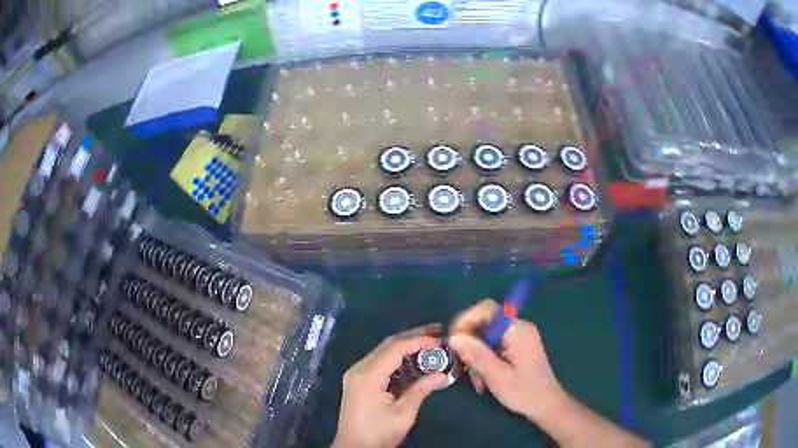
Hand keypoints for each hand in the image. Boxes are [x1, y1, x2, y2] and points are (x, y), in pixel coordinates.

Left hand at [333, 324, 447, 447]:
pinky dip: (397, 358)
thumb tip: (442, 375)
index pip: (395, 348)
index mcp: (368, 375)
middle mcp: (359, 369)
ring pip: (383, 352)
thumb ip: (421, 390)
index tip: (440, 340)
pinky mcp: (358, 381)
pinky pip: (379, 362)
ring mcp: (356, 374)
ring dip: (405, 346)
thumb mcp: (403, 414)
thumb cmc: (378, 433)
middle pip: (388, 345)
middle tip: (437, 331)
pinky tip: (412, 360)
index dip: (419, 341)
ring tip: (429, 343)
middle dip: (413, 336)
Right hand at [448, 299, 564, 420]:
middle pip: (484, 323)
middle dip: (470, 344)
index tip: (452, 340)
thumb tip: (453, 337)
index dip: (466, 320)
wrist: (546, 404)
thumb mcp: (497, 376)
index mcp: (517, 330)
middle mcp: (518, 327)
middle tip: (462, 364)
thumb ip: (476, 354)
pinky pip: (493, 345)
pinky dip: (484, 359)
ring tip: (476, 380)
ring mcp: (518, 336)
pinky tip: (483, 378)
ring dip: (476, 356)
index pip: (487, 309)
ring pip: (486, 337)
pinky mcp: (516, 346)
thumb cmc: (524, 391)